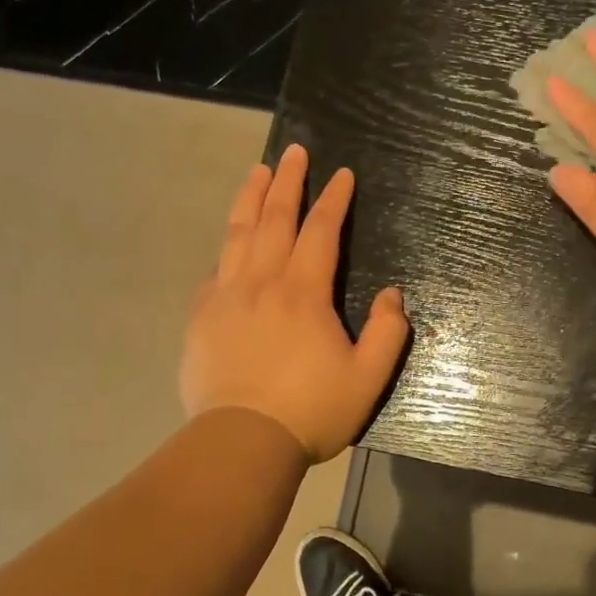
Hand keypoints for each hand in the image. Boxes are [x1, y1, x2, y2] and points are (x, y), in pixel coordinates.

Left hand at [180, 144, 408, 461]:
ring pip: (238, 234)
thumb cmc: (311, 411)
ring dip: (250, 198)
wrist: (241, 443)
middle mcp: (262, 282)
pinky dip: (227, 247)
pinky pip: (216, 270)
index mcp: (303, 293)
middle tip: (295, 152)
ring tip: (258, 172)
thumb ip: (388, 332)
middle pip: (274, 219)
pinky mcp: (202, 318)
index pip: (321, 231)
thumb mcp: (368, 378)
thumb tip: (393, 295)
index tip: (341, 174)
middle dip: (288, 182)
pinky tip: (231, 241)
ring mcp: (226, 297)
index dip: (333, 200)